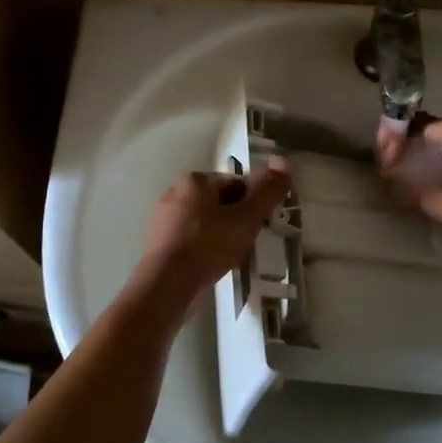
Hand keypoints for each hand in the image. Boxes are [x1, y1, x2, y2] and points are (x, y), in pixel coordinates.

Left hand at [139, 159, 291, 296]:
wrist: (168, 283)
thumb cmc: (210, 245)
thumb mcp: (247, 217)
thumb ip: (267, 190)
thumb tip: (283, 160)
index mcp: (196, 180)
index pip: (236, 183)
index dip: (254, 203)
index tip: (261, 224)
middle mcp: (175, 192)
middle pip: (218, 201)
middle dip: (236, 218)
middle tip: (248, 241)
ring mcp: (163, 217)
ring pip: (203, 220)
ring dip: (219, 233)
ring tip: (231, 255)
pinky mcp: (158, 241)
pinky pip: (189, 237)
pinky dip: (203, 246)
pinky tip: (210, 263)